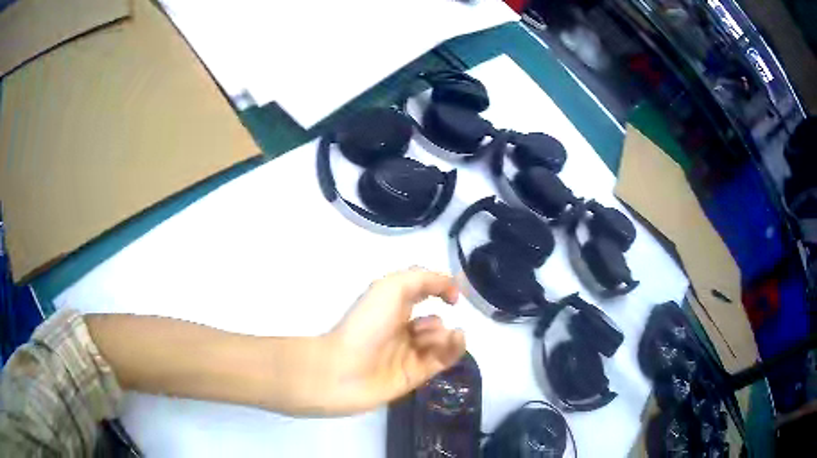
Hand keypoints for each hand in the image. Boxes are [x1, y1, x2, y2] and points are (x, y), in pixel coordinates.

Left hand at [317, 267, 465, 414]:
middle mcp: (400, 328)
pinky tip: (456, 340)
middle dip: (441, 316)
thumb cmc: (366, 325)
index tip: (454, 294)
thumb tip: (450, 285)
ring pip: (439, 339)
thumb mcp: (391, 288)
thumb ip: (423, 279)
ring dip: (446, 334)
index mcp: (390, 306)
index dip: (439, 289)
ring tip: (439, 338)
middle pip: (432, 318)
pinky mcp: (416, 374)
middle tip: (432, 325)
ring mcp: (408, 353)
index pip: (420, 292)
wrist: (345, 370)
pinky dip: (454, 348)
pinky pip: (442, 359)